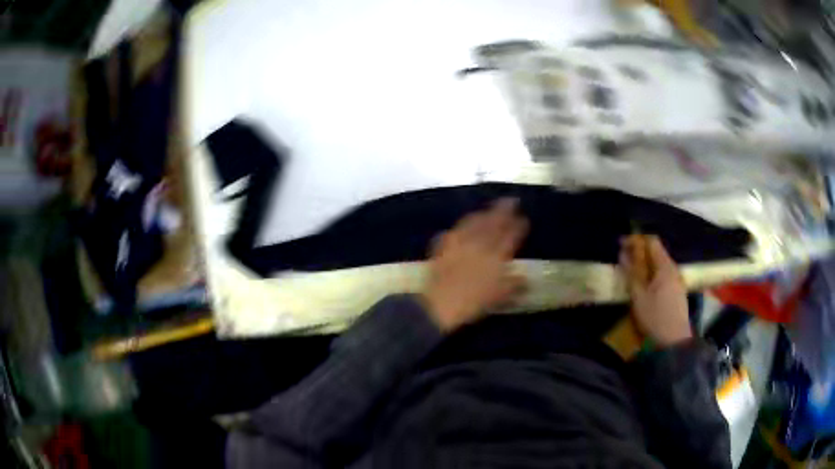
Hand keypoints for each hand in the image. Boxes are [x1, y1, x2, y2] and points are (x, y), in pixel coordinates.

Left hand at [423, 198, 528, 332]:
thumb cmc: (474, 303)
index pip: (511, 235)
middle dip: (504, 210)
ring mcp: (461, 242)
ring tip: (489, 209)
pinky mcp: (444, 245)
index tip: (524, 218)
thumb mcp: (499, 297)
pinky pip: (457, 228)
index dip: (519, 225)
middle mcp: (480, 244)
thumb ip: (514, 285)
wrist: (441, 303)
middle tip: (511, 200)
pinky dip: (464, 223)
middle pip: (494, 222)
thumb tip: (525, 278)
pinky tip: (465, 222)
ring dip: (484, 213)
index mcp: (497, 255)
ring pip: (475, 221)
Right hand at [619, 235, 691, 347]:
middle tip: (623, 259)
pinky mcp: (677, 292)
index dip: (636, 239)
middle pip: (656, 252)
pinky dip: (651, 274)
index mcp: (665, 266)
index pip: (651, 241)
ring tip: (631, 272)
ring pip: (659, 264)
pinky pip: (663, 275)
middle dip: (639, 252)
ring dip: (645, 264)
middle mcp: (673, 269)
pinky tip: (644, 285)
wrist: (674, 341)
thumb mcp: (638, 296)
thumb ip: (631, 273)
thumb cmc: (655, 317)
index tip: (621, 244)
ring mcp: (677, 280)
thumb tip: (623, 253)